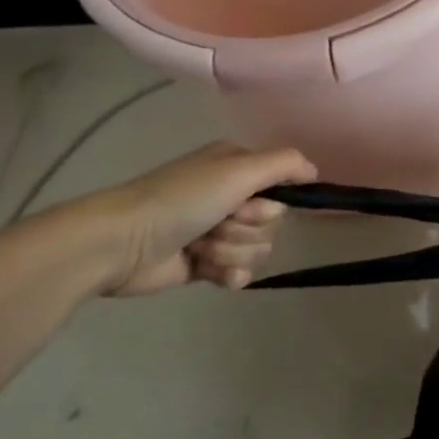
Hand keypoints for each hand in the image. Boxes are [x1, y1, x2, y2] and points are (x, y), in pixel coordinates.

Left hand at [83, 142, 316, 295]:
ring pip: (257, 249)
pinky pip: (240, 272)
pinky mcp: (203, 264)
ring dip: (230, 251)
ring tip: (200, 248)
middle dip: (245, 229)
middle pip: (271, 222)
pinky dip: (228, 274)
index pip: (281, 188)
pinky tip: (209, 273)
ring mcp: (216, 231)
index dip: (268, 203)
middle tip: (215, 224)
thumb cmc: (182, 199)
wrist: (122, 243)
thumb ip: (284, 164)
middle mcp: (229, 196)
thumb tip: (315, 171)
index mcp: (236, 168)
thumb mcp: (238, 169)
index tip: (247, 205)